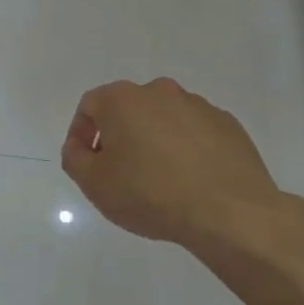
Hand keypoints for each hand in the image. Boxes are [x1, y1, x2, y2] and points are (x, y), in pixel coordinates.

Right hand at [61, 78, 303, 266]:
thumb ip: (74, 158)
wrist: (228, 212)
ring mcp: (198, 106)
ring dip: (153, 141)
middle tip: (119, 172)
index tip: (86, 163)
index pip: (90, 106)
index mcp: (123, 99)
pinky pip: (194, 133)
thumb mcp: (94, 183)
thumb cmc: (150, 194)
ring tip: (157, 180)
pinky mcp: (228, 125)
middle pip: (128, 109)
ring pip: (163, 120)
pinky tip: (188, 181)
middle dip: (119, 136)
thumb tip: (78, 145)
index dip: (81, 133)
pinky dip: (185, 150)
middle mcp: (160, 92)